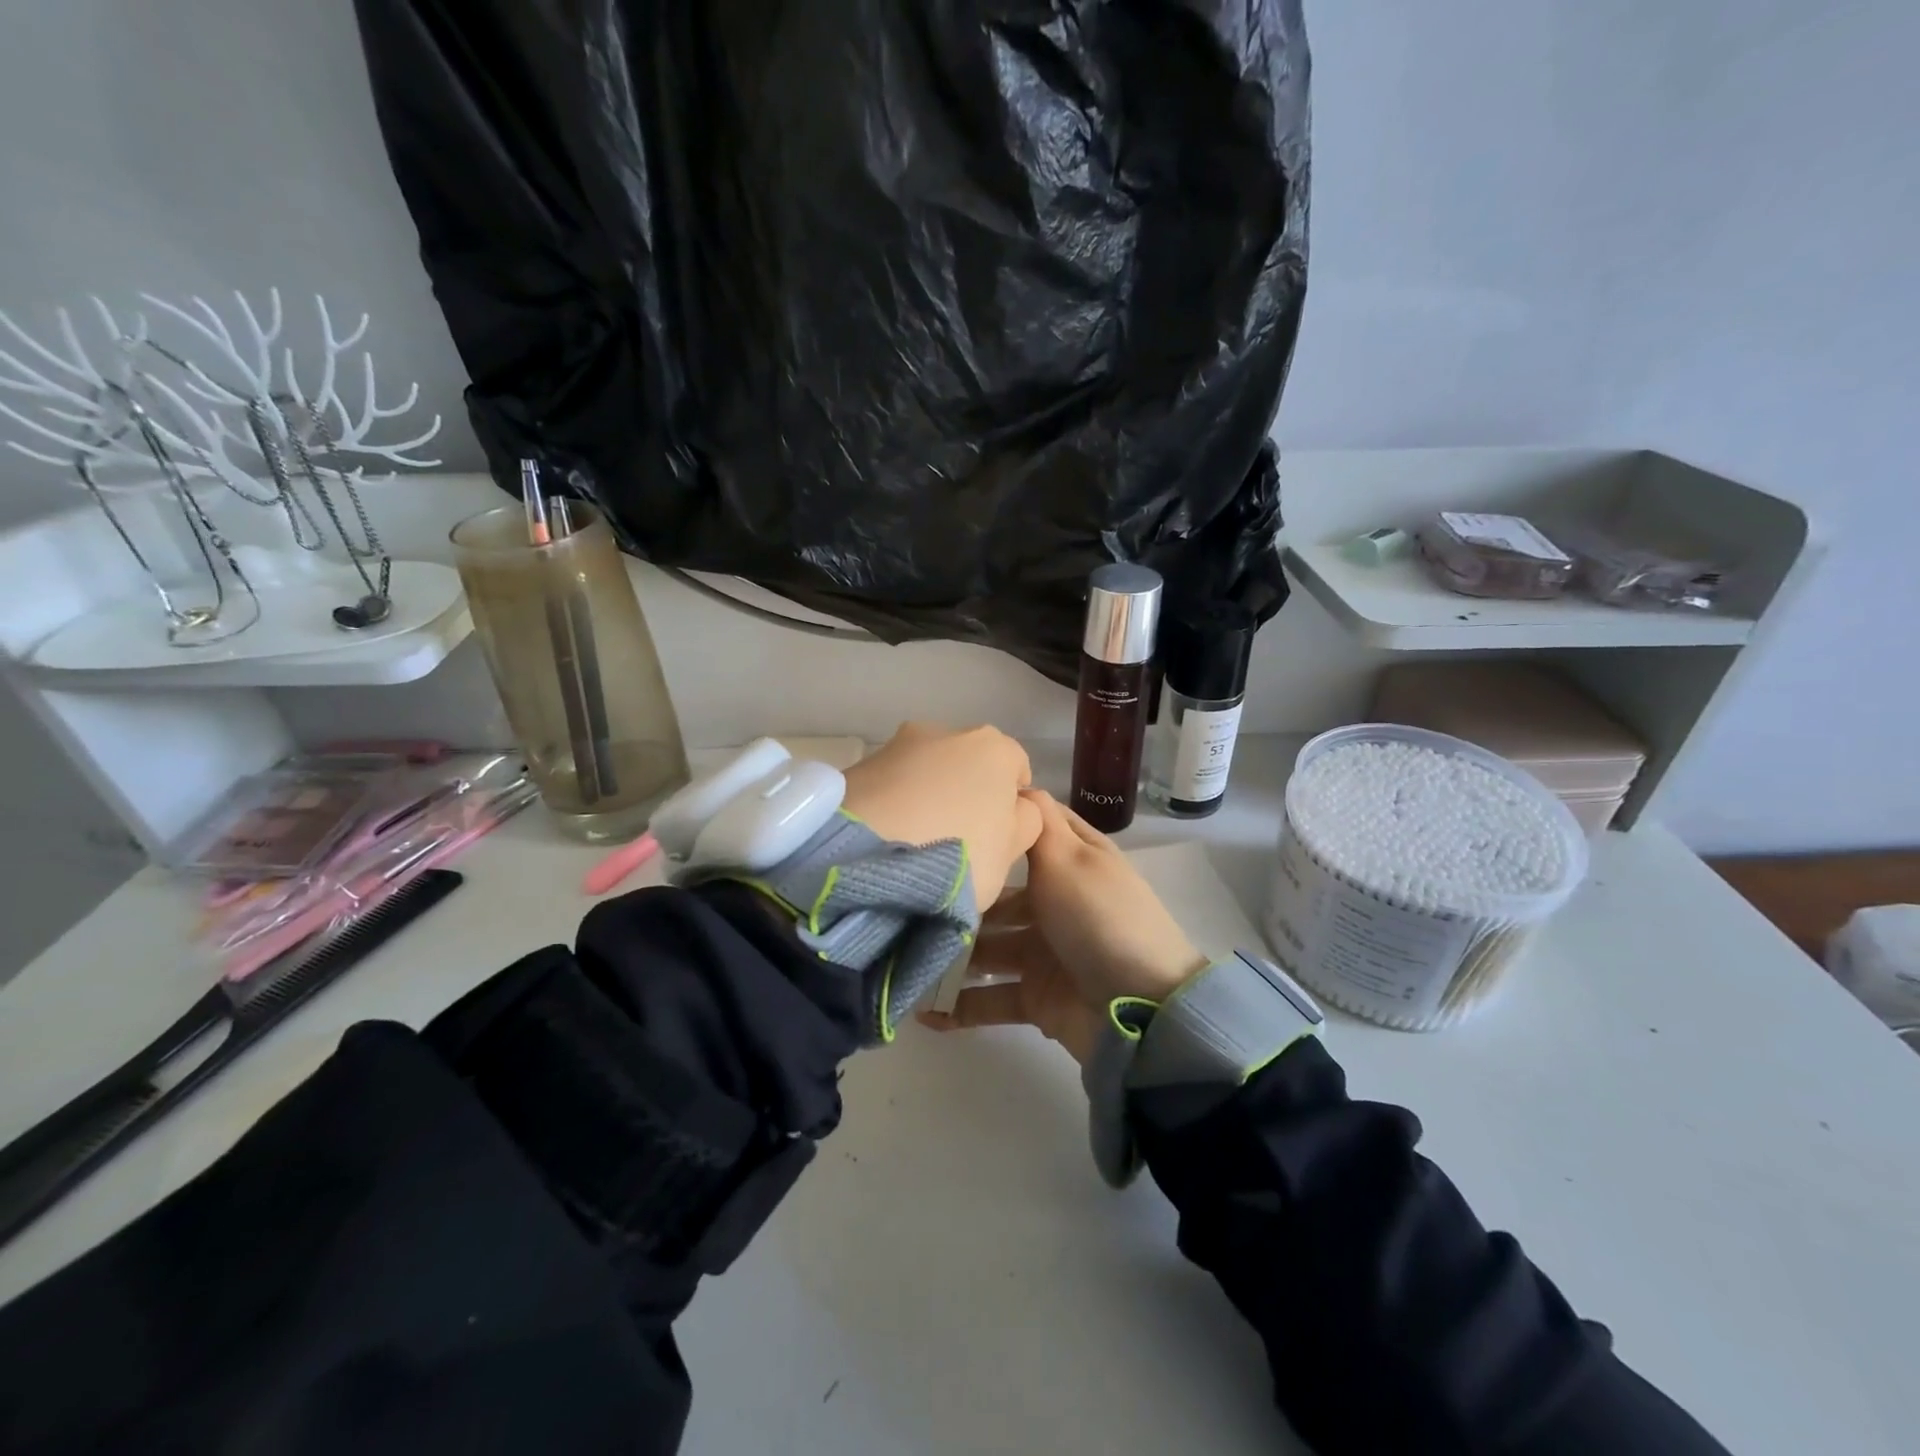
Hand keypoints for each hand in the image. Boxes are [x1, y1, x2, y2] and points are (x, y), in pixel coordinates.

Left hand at [838, 723, 1042, 909]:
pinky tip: (885, 838)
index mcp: (993, 747)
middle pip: (967, 763)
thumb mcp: (1011, 851)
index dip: (1012, 802)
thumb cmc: (960, 854)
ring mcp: (897, 744)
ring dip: (925, 795)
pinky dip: (892, 803)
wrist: (868, 858)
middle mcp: (946, 731)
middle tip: (956, 839)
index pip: (1016, 767)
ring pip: (924, 770)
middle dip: (965, 792)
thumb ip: (1024, 821)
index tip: (999, 836)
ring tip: (914, 842)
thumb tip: (1016, 806)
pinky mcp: (858, 765)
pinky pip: (889, 784)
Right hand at [921, 790, 1207, 1062]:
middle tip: (908, 902)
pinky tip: (923, 1011)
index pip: (1030, 831)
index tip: (944, 816)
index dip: (995, 823)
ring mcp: (1045, 951)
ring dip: (950, 954)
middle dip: (960, 899)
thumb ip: (1037, 821)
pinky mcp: (1036, 996)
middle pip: (998, 895)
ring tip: (902, 956)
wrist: (1140, 1009)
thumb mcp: (1069, 857)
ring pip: (987, 948)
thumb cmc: (1098, 918)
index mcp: (1071, 861)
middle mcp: (1056, 901)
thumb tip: (1014, 781)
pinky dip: (960, 1007)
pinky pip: (991, 999)